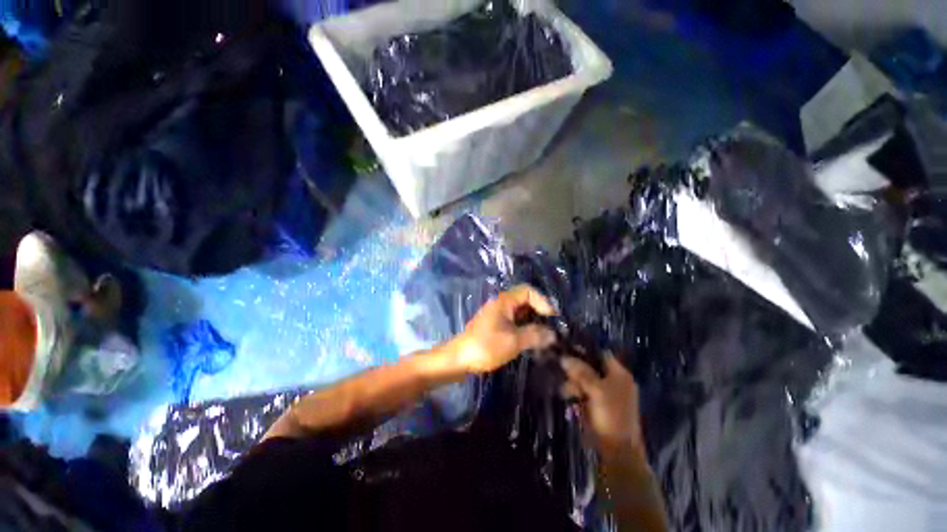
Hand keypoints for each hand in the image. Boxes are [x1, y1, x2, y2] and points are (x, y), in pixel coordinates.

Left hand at [448, 285, 556, 373]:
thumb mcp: (513, 341)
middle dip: (539, 312)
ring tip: (545, 335)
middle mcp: (500, 304)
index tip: (552, 317)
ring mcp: (496, 315)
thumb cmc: (486, 346)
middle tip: (552, 327)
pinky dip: (524, 328)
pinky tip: (531, 340)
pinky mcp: (494, 326)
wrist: (459, 359)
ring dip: (532, 321)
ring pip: (519, 312)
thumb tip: (552, 334)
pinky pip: (513, 321)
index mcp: (504, 301)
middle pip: (524, 300)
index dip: (542, 301)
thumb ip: (535, 335)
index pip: (527, 291)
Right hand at [561, 353, 644, 456]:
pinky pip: (584, 392)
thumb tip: (564, 357)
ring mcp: (606, 395)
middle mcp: (614, 382)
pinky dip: (576, 393)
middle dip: (576, 369)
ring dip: (574, 382)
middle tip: (564, 373)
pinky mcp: (598, 406)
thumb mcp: (596, 389)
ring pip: (585, 380)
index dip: (584, 351)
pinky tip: (568, 397)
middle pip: (591, 367)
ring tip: (566, 390)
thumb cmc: (610, 415)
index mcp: (619, 374)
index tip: (566, 351)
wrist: (618, 452)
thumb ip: (580, 371)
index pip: (601, 354)